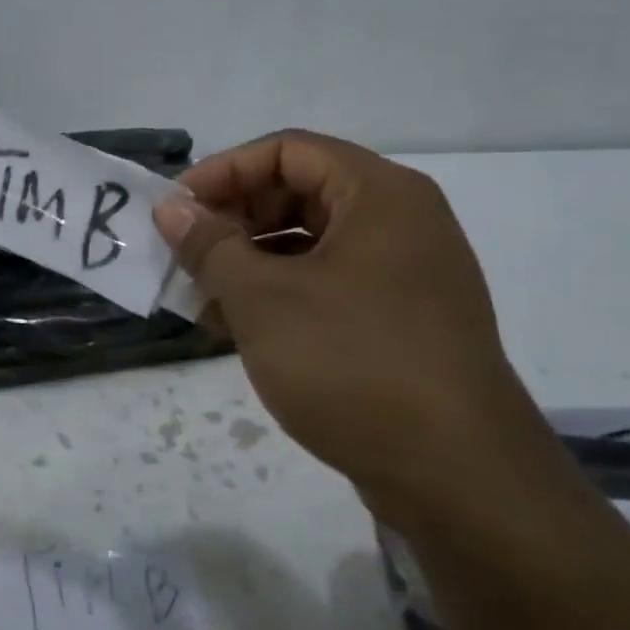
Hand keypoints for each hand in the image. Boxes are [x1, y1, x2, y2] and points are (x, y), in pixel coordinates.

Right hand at [153, 131, 559, 521]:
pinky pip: (326, 286)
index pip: (286, 150)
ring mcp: (403, 275)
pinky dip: (278, 295)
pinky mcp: (399, 322)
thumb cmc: (353, 363)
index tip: (176, 211)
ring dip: (248, 263)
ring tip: (200, 298)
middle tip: (185, 255)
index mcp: (379, 195)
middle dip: (233, 220)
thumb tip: (171, 208)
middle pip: (298, 192)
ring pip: (308, 244)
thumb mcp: (263, 299)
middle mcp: (398, 223)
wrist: (458, 478)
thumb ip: (210, 245)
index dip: (223, 172)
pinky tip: (235, 327)